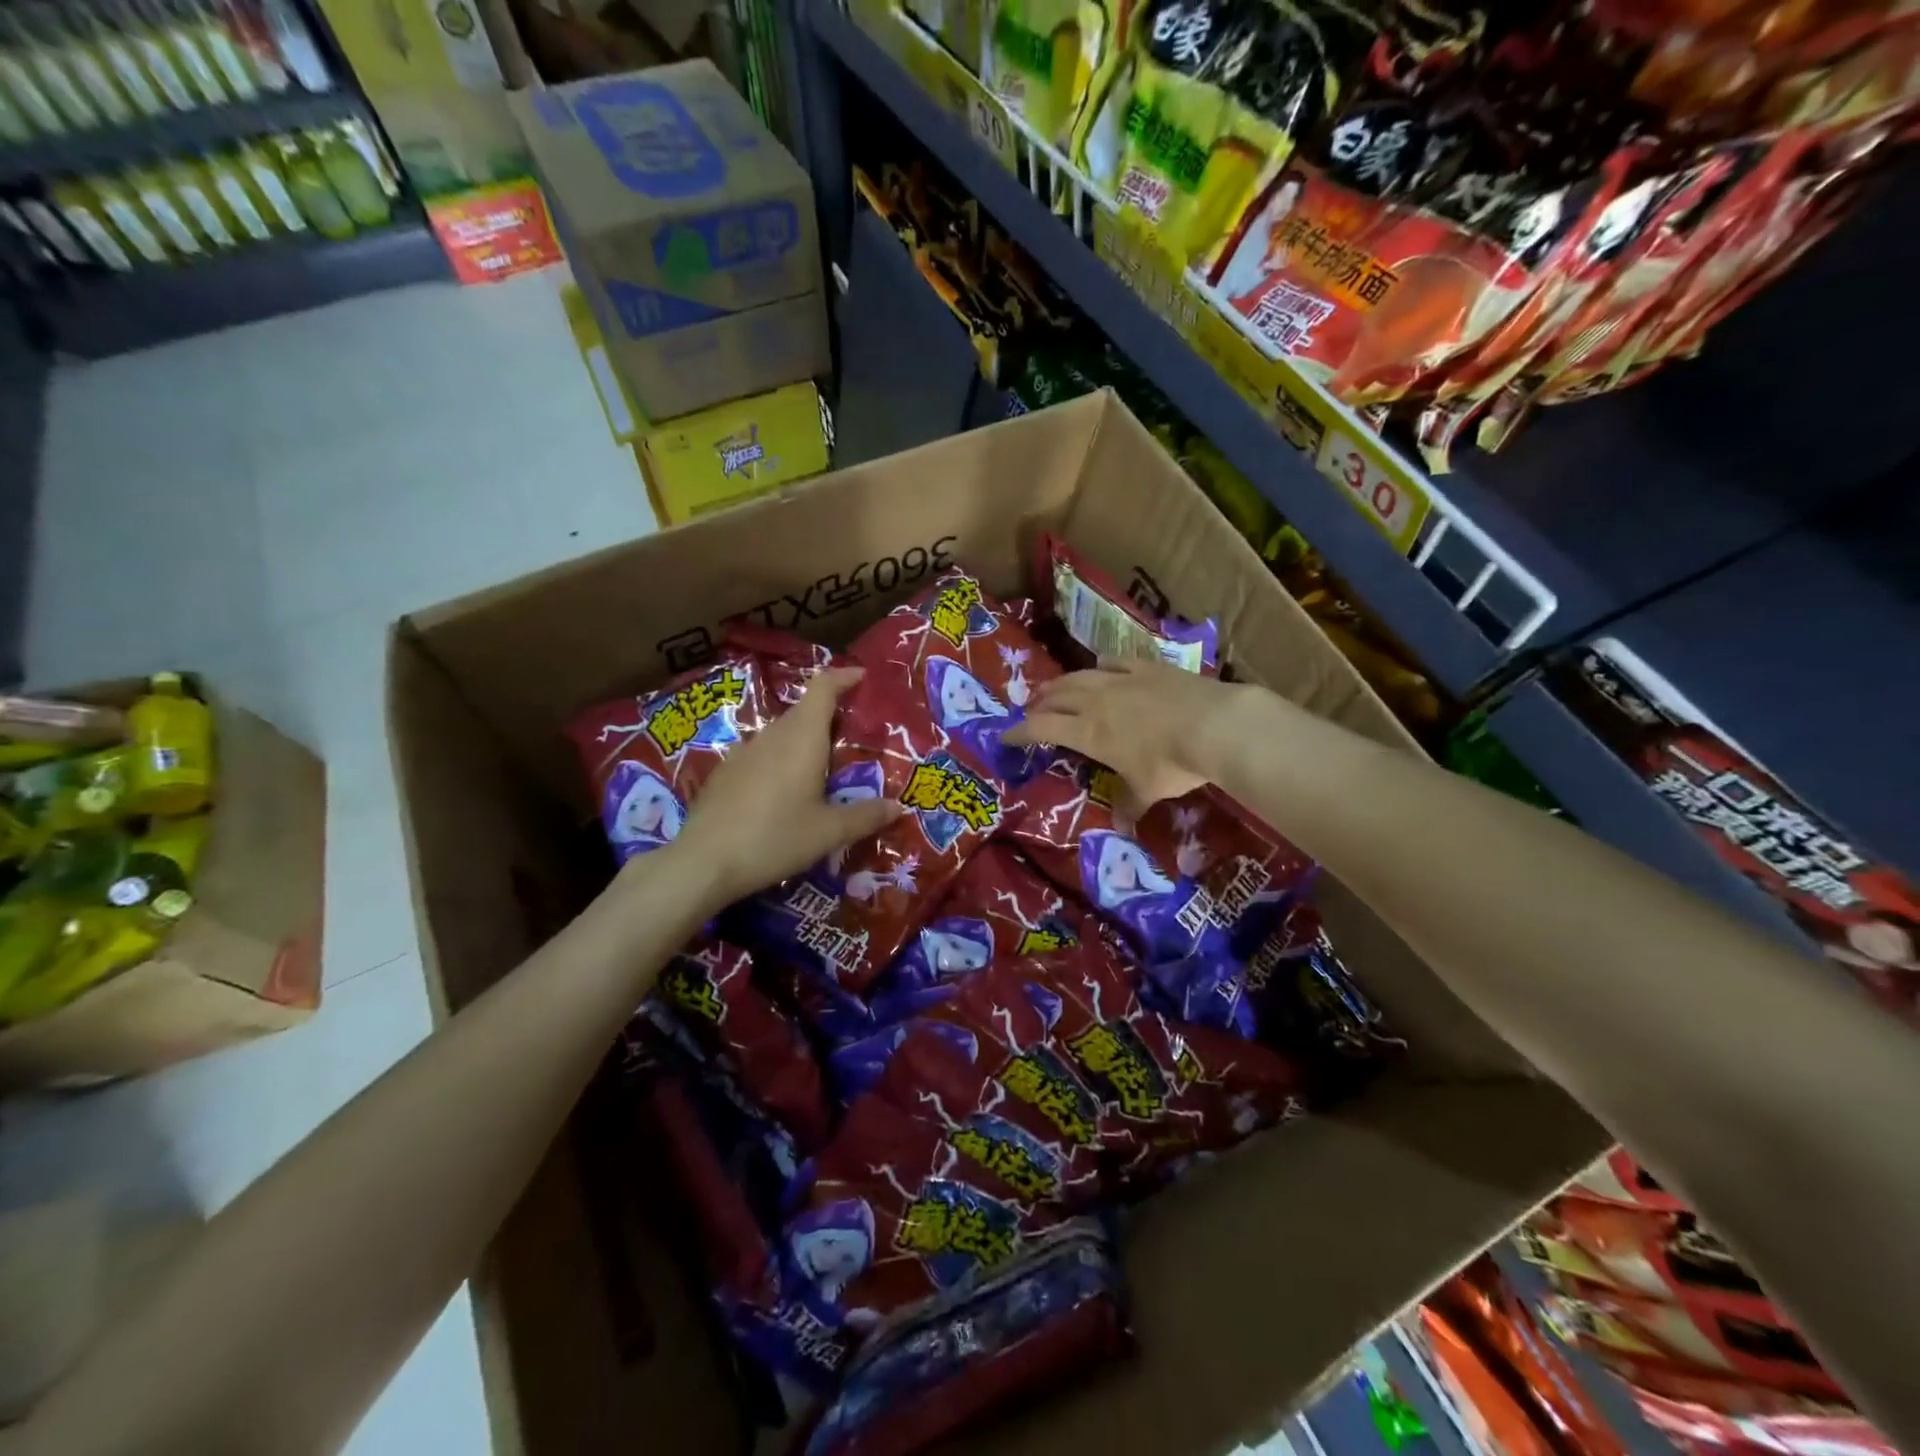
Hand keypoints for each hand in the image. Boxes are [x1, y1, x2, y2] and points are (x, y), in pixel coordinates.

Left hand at [664, 667, 901, 907]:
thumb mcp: (828, 833)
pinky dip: (780, 760)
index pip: (823, 688)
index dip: (843, 677)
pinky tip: (784, 792)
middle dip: (830, 715)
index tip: (862, 677)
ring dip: (804, 741)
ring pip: (781, 734)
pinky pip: (761, 754)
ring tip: (822, 768)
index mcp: (802, 738)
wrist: (703, 862)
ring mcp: (743, 752)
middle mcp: (772, 736)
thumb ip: (865, 816)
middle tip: (854, 737)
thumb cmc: (774, 839)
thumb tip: (897, 807)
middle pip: (803, 711)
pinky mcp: (725, 773)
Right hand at [1004, 657, 1260, 809]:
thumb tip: (1122, 828)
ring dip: (1061, 683)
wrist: (1213, 725)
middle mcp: (1095, 701)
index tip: (1004, 736)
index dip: (1019, 732)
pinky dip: (1101, 665)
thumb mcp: (1147, 790)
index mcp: (1088, 732)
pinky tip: (1100, 665)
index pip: (1041, 728)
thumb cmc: (1171, 763)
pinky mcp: (1146, 667)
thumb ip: (1129, 804)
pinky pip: (1114, 662)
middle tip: (1030, 710)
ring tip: (1053, 688)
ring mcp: (1121, 679)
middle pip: (1055, 697)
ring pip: (1079, 675)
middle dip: (1038, 704)